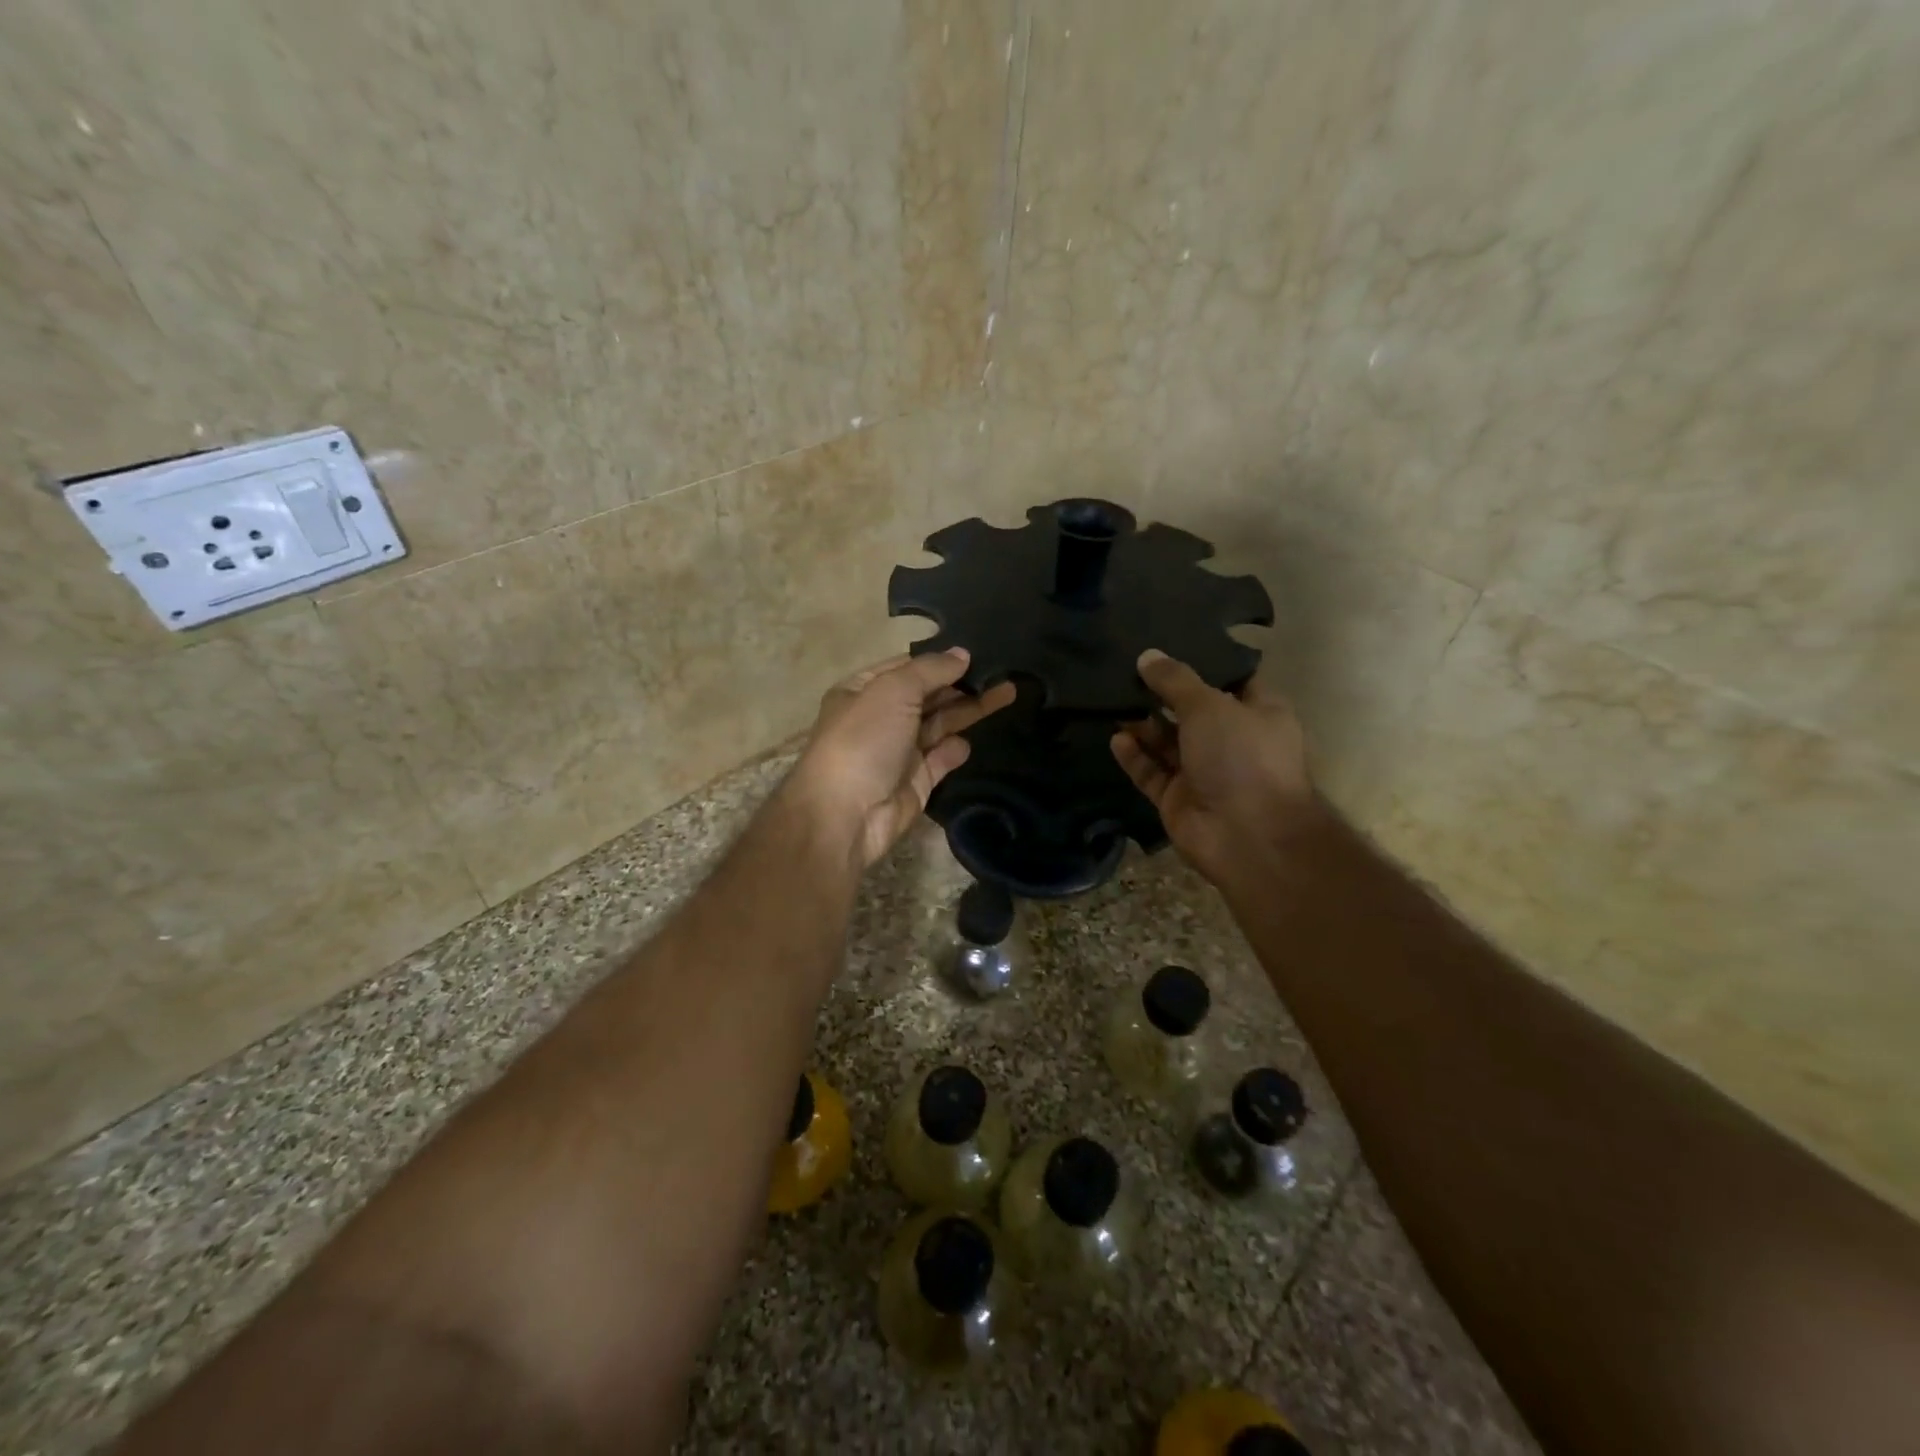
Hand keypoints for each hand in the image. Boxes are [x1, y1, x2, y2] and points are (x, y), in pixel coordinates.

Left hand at [788, 649, 1017, 868]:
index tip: (977, 651)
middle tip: (1002, 671)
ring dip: (969, 710)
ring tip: (1007, 692)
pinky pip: (942, 758)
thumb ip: (931, 670)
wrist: (846, 815)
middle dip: (961, 683)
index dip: (939, 659)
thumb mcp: (894, 690)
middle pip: (928, 695)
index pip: (906, 666)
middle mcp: (881, 717)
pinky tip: (969, 742)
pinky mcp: (916, 781)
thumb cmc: (864, 740)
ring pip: (940, 724)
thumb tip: (963, 654)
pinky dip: (955, 750)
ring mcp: (898, 751)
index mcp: (863, 690)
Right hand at [1110, 649, 1318, 886]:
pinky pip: (1152, 772)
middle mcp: (1232, 742)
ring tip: (1114, 699)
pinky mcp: (1179, 799)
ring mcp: (1205, 773)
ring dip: (1144, 724)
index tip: (1169, 644)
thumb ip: (1175, 681)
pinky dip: (1136, 756)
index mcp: (1259, 714)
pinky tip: (1116, 737)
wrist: (1248, 836)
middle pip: (1192, 712)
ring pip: (1168, 743)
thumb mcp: (1210, 706)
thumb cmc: (1242, 757)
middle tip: (1127, 669)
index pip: (1231, 681)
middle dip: (1162, 694)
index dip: (1203, 664)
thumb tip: (1147, 656)